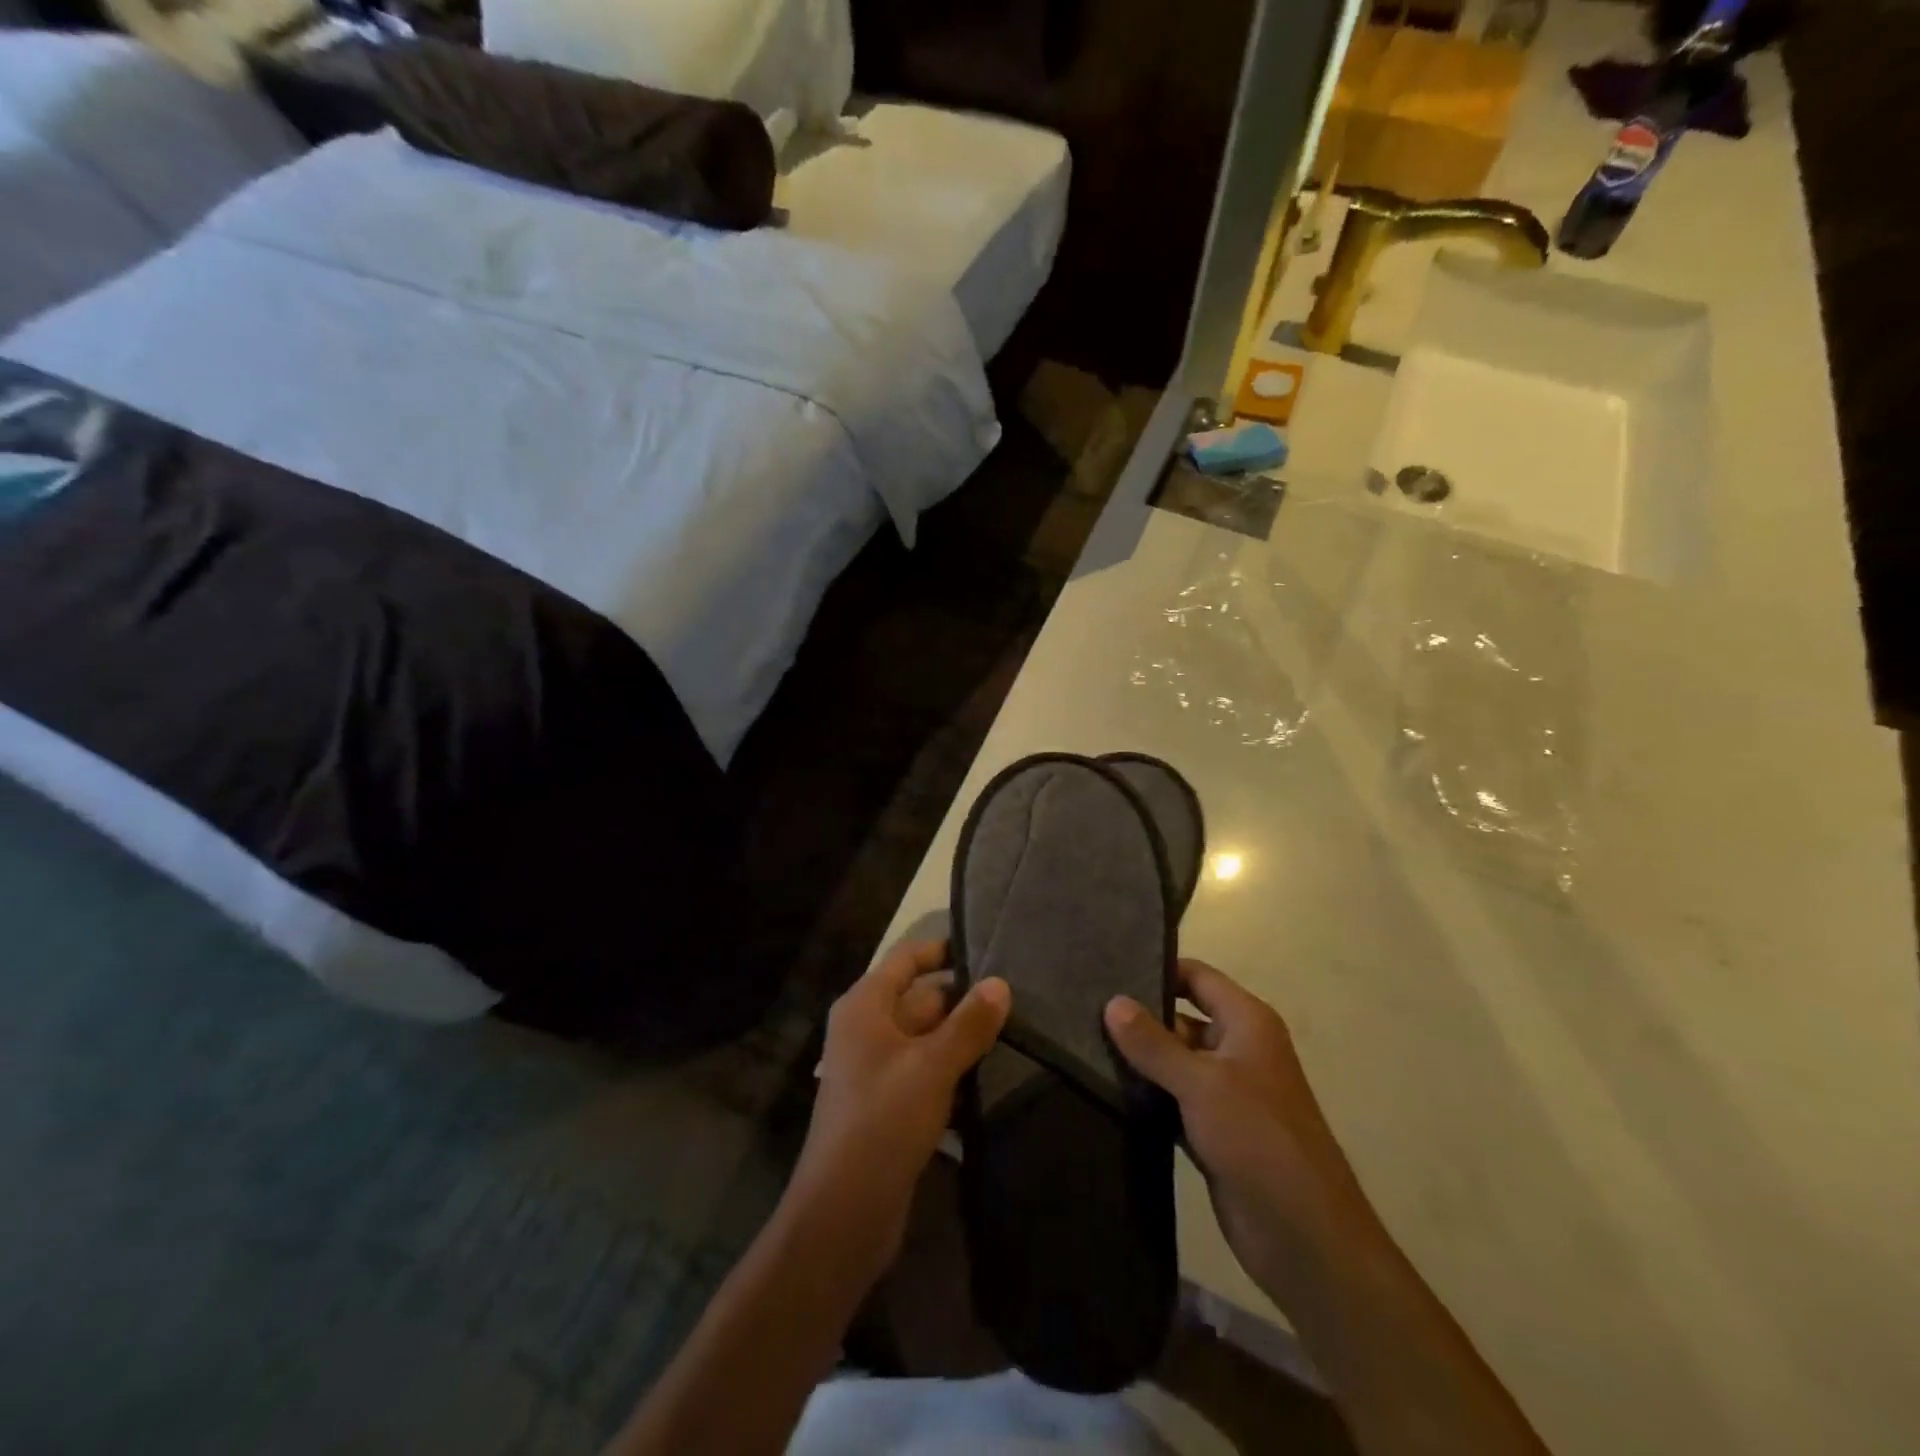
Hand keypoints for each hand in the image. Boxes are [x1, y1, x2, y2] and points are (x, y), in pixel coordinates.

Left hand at [787, 940, 1009, 1286]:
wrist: (844, 1212)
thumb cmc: (883, 1121)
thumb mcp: (931, 1066)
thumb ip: (968, 1023)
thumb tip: (1001, 983)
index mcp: (865, 1006)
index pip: (907, 959)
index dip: (943, 950)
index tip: (988, 949)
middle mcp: (867, 1030)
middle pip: (922, 999)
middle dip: (964, 1001)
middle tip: (1018, 999)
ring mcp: (878, 1069)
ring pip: (928, 1039)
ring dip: (964, 1039)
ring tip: (1017, 1032)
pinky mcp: (891, 1105)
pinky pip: (928, 1073)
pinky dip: (954, 1072)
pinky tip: (993, 1077)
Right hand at [1105, 960, 1368, 1301]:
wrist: (1305, 1238)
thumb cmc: (1259, 1140)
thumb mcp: (1202, 1083)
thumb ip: (1154, 1043)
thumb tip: (1112, 1001)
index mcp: (1247, 1023)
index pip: (1197, 977)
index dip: (1158, 970)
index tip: (1109, 969)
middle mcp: (1238, 1049)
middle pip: (1181, 1018)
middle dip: (1139, 1017)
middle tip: (1084, 1011)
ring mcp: (1226, 1092)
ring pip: (1174, 1062)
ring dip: (1139, 1059)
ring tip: (1083, 1045)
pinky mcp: (1213, 1130)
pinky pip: (1173, 1099)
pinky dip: (1147, 1095)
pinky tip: (1106, 1089)